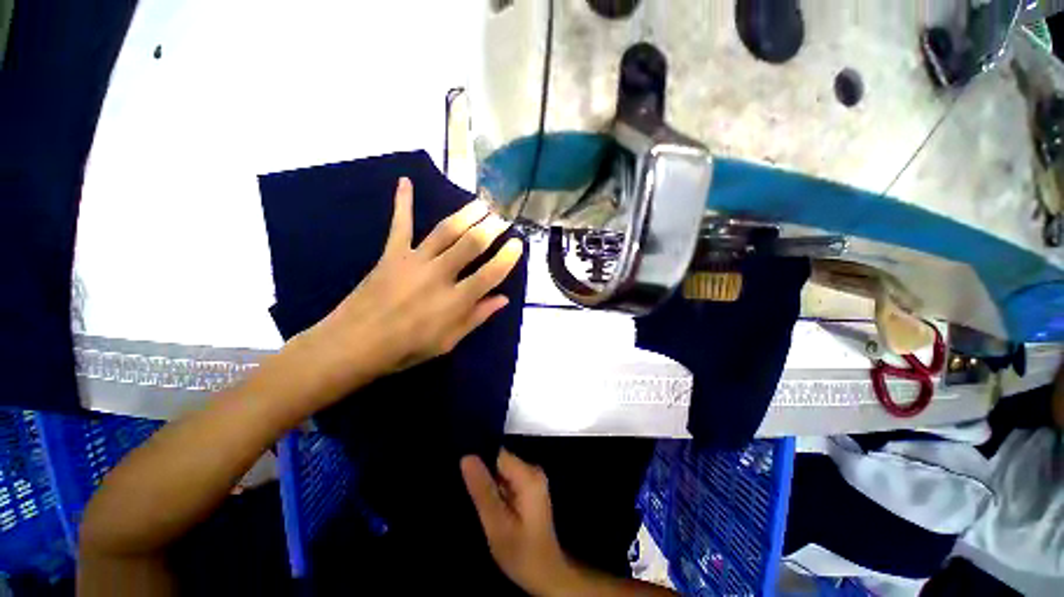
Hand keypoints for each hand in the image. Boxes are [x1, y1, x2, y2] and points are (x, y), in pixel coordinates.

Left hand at [302, 177, 522, 395]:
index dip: (507, 257)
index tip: (517, 244)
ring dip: (466, 214)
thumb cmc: (406, 348)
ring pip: (446, 230)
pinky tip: (405, 181)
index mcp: (455, 301)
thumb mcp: (448, 342)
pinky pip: (400, 224)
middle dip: (491, 228)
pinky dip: (403, 202)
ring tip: (482, 204)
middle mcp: (439, 275)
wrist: (354, 344)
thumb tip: (503, 299)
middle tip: (502, 220)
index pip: (490, 273)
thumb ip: (476, 317)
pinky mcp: (392, 254)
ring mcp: (414, 261)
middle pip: (471, 244)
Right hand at [461, 450, 570, 595]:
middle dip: (484, 474)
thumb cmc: (521, 552)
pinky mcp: (530, 488)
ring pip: (502, 471)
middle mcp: (533, 471)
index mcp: (528, 476)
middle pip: (501, 461)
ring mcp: (533, 479)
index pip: (498, 454)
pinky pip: (507, 480)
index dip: (479, 460)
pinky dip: (497, 490)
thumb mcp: (496, 524)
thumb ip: (482, 490)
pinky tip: (490, 505)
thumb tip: (467, 457)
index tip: (462, 473)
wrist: (546, 574)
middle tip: (469, 494)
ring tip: (478, 501)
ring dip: (489, 483)